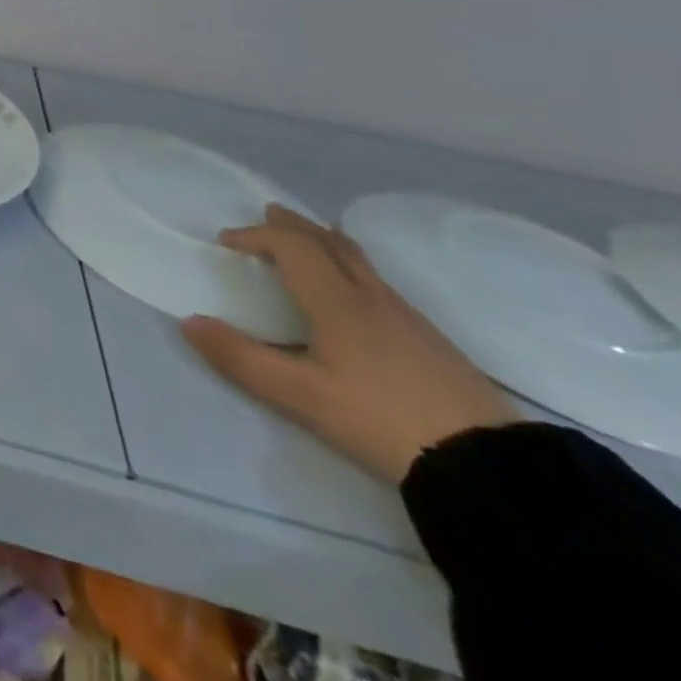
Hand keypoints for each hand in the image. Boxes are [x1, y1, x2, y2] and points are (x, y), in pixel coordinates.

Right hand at [180, 204, 518, 482]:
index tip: (226, 242)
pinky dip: (353, 267)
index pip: (290, 246)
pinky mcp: (432, 341)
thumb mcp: (300, 396)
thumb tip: (190, 322)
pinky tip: (356, 294)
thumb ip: (241, 358)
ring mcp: (408, 317)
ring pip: (360, 261)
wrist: (489, 466)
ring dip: (327, 241)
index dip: (255, 236)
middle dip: (295, 225)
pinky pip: (379, 283)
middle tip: (269, 214)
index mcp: (336, 301)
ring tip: (311, 241)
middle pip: (330, 243)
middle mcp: (371, 297)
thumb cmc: (381, 419)